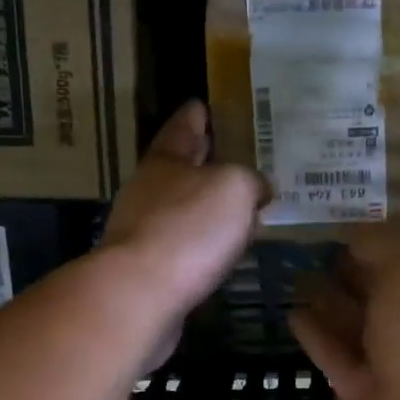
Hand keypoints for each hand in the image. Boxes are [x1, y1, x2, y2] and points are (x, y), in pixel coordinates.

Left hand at [100, 100, 265, 336]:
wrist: (141, 295)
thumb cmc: (188, 228)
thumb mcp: (235, 188)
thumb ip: (250, 180)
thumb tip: (257, 189)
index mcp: (165, 160)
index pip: (183, 126)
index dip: (197, 114)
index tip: (204, 103)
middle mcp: (149, 190)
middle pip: (180, 167)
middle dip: (206, 160)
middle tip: (239, 155)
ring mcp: (145, 230)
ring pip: (184, 208)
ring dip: (208, 206)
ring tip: (242, 206)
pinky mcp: (150, 269)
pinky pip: (186, 245)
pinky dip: (205, 242)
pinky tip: (225, 249)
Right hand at [290, 240, 399, 399]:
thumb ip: (383, 248)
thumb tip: (355, 238)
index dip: (374, 246)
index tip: (337, 229)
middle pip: (378, 295)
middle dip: (349, 275)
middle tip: (308, 252)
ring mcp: (390, 364)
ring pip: (354, 326)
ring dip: (328, 303)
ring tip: (295, 277)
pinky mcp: (360, 394)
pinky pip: (335, 357)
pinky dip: (316, 336)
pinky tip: (293, 313)